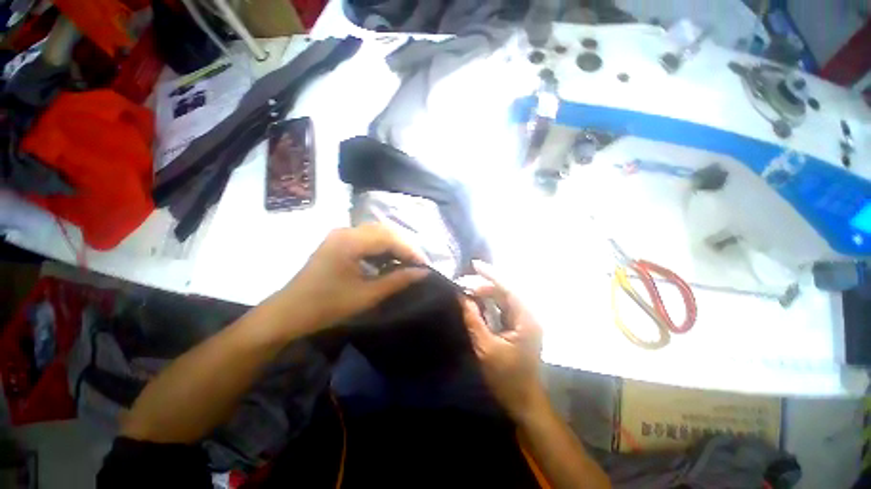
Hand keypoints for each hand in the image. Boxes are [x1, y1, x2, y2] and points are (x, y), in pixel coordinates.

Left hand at [281, 224, 428, 330]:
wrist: (287, 313)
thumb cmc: (326, 306)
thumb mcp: (366, 295)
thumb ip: (397, 281)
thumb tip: (423, 272)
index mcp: (350, 241)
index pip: (389, 238)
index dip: (410, 251)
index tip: (424, 266)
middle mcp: (345, 231)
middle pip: (384, 231)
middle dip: (404, 246)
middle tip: (417, 265)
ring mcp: (340, 235)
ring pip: (376, 234)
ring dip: (394, 247)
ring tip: (406, 263)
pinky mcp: (338, 242)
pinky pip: (367, 239)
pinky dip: (381, 249)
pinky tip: (388, 262)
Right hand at [459, 261, 546, 419]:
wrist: (523, 401)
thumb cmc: (506, 377)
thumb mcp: (486, 347)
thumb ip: (473, 319)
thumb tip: (462, 297)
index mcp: (526, 319)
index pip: (509, 288)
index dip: (491, 275)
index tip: (474, 265)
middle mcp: (528, 316)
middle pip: (505, 292)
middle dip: (485, 285)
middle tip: (463, 284)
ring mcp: (524, 322)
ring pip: (503, 299)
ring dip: (486, 293)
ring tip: (467, 291)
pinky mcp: (518, 327)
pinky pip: (502, 308)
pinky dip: (489, 303)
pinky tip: (476, 302)